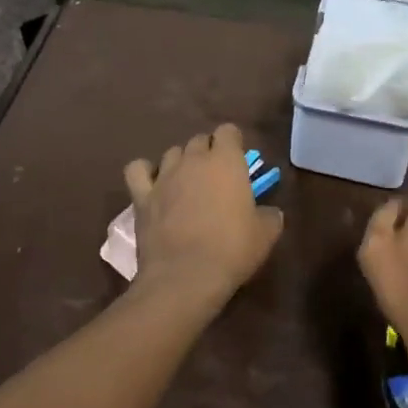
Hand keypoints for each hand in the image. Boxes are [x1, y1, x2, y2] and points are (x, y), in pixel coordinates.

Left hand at [123, 124, 282, 306]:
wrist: (186, 276)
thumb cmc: (232, 250)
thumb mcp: (265, 234)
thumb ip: (270, 215)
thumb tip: (270, 212)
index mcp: (226, 161)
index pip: (228, 131)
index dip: (233, 144)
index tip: (239, 163)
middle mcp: (193, 160)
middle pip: (199, 140)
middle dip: (208, 153)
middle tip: (216, 179)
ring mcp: (164, 176)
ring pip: (172, 153)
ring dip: (181, 162)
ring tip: (187, 184)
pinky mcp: (142, 196)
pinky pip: (138, 170)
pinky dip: (145, 172)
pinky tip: (153, 184)